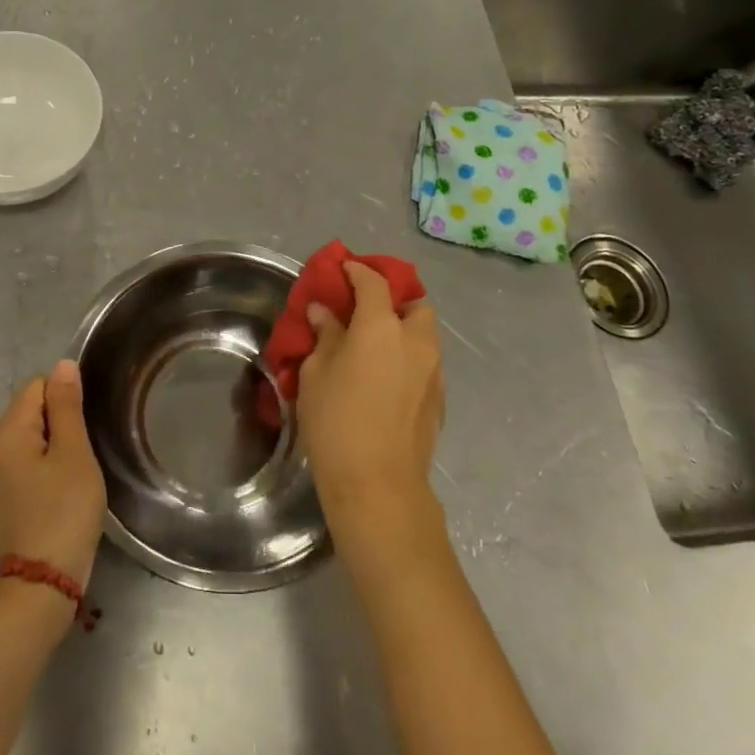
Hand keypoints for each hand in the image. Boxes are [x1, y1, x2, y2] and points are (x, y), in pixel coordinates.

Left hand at [0, 360, 106, 590]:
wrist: (41, 585)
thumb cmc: (63, 512)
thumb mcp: (73, 453)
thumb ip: (67, 405)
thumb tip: (63, 364)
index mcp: (6, 431)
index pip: (38, 386)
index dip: (67, 399)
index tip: (84, 429)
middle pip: (32, 409)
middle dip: (62, 422)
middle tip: (83, 454)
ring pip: (32, 436)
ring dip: (57, 446)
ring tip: (76, 473)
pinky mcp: (2, 494)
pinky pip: (27, 460)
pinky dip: (47, 465)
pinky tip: (63, 488)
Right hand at [296, 262, 444, 546]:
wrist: (378, 486)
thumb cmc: (336, 422)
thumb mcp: (316, 373)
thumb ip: (325, 335)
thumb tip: (326, 313)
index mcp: (382, 326)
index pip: (374, 282)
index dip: (357, 270)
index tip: (342, 268)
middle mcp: (416, 340)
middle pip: (415, 302)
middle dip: (394, 297)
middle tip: (366, 308)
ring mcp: (434, 370)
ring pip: (424, 334)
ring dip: (403, 328)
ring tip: (374, 344)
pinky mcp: (439, 399)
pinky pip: (425, 362)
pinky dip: (408, 356)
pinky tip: (385, 376)